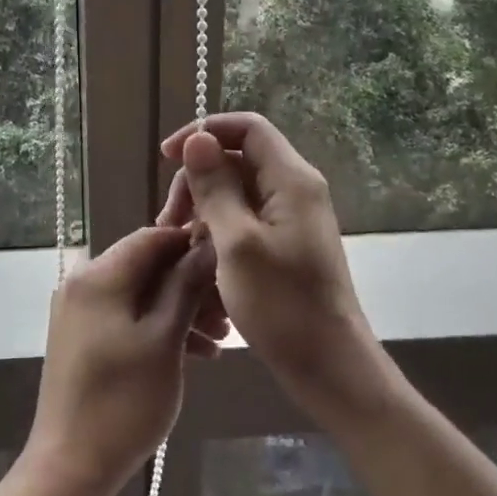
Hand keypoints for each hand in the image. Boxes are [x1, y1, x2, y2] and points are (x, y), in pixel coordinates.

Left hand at [21, 226, 226, 495]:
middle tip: (229, 315)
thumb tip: (207, 243)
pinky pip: (126, 315)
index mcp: (98, 275)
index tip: (229, 264)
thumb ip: (185, 286)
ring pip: (139, 293)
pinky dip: (158, 326)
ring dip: (180, 309)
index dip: (192, 244)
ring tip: (220, 339)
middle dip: (190, 284)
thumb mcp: (164, 340)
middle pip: (146, 265)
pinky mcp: (82, 335)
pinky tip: (197, 353)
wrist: (70, 465)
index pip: (152, 236)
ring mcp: (79, 310)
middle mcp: (83, 282)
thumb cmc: (123, 401)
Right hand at [159, 113, 395, 429]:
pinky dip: (216, 228)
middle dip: (196, 179)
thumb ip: (215, 187)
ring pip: (236, 190)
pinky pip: (244, 218)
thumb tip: (197, 138)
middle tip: (169, 220)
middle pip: (236, 158)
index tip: (167, 157)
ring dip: (202, 208)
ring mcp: (291, 218)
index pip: (246, 127)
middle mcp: (294, 190)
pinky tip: (198, 256)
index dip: (204, 131)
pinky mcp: (285, 243)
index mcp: (291, 180)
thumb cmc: (282, 306)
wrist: (329, 368)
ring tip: (178, 243)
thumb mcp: (237, 244)